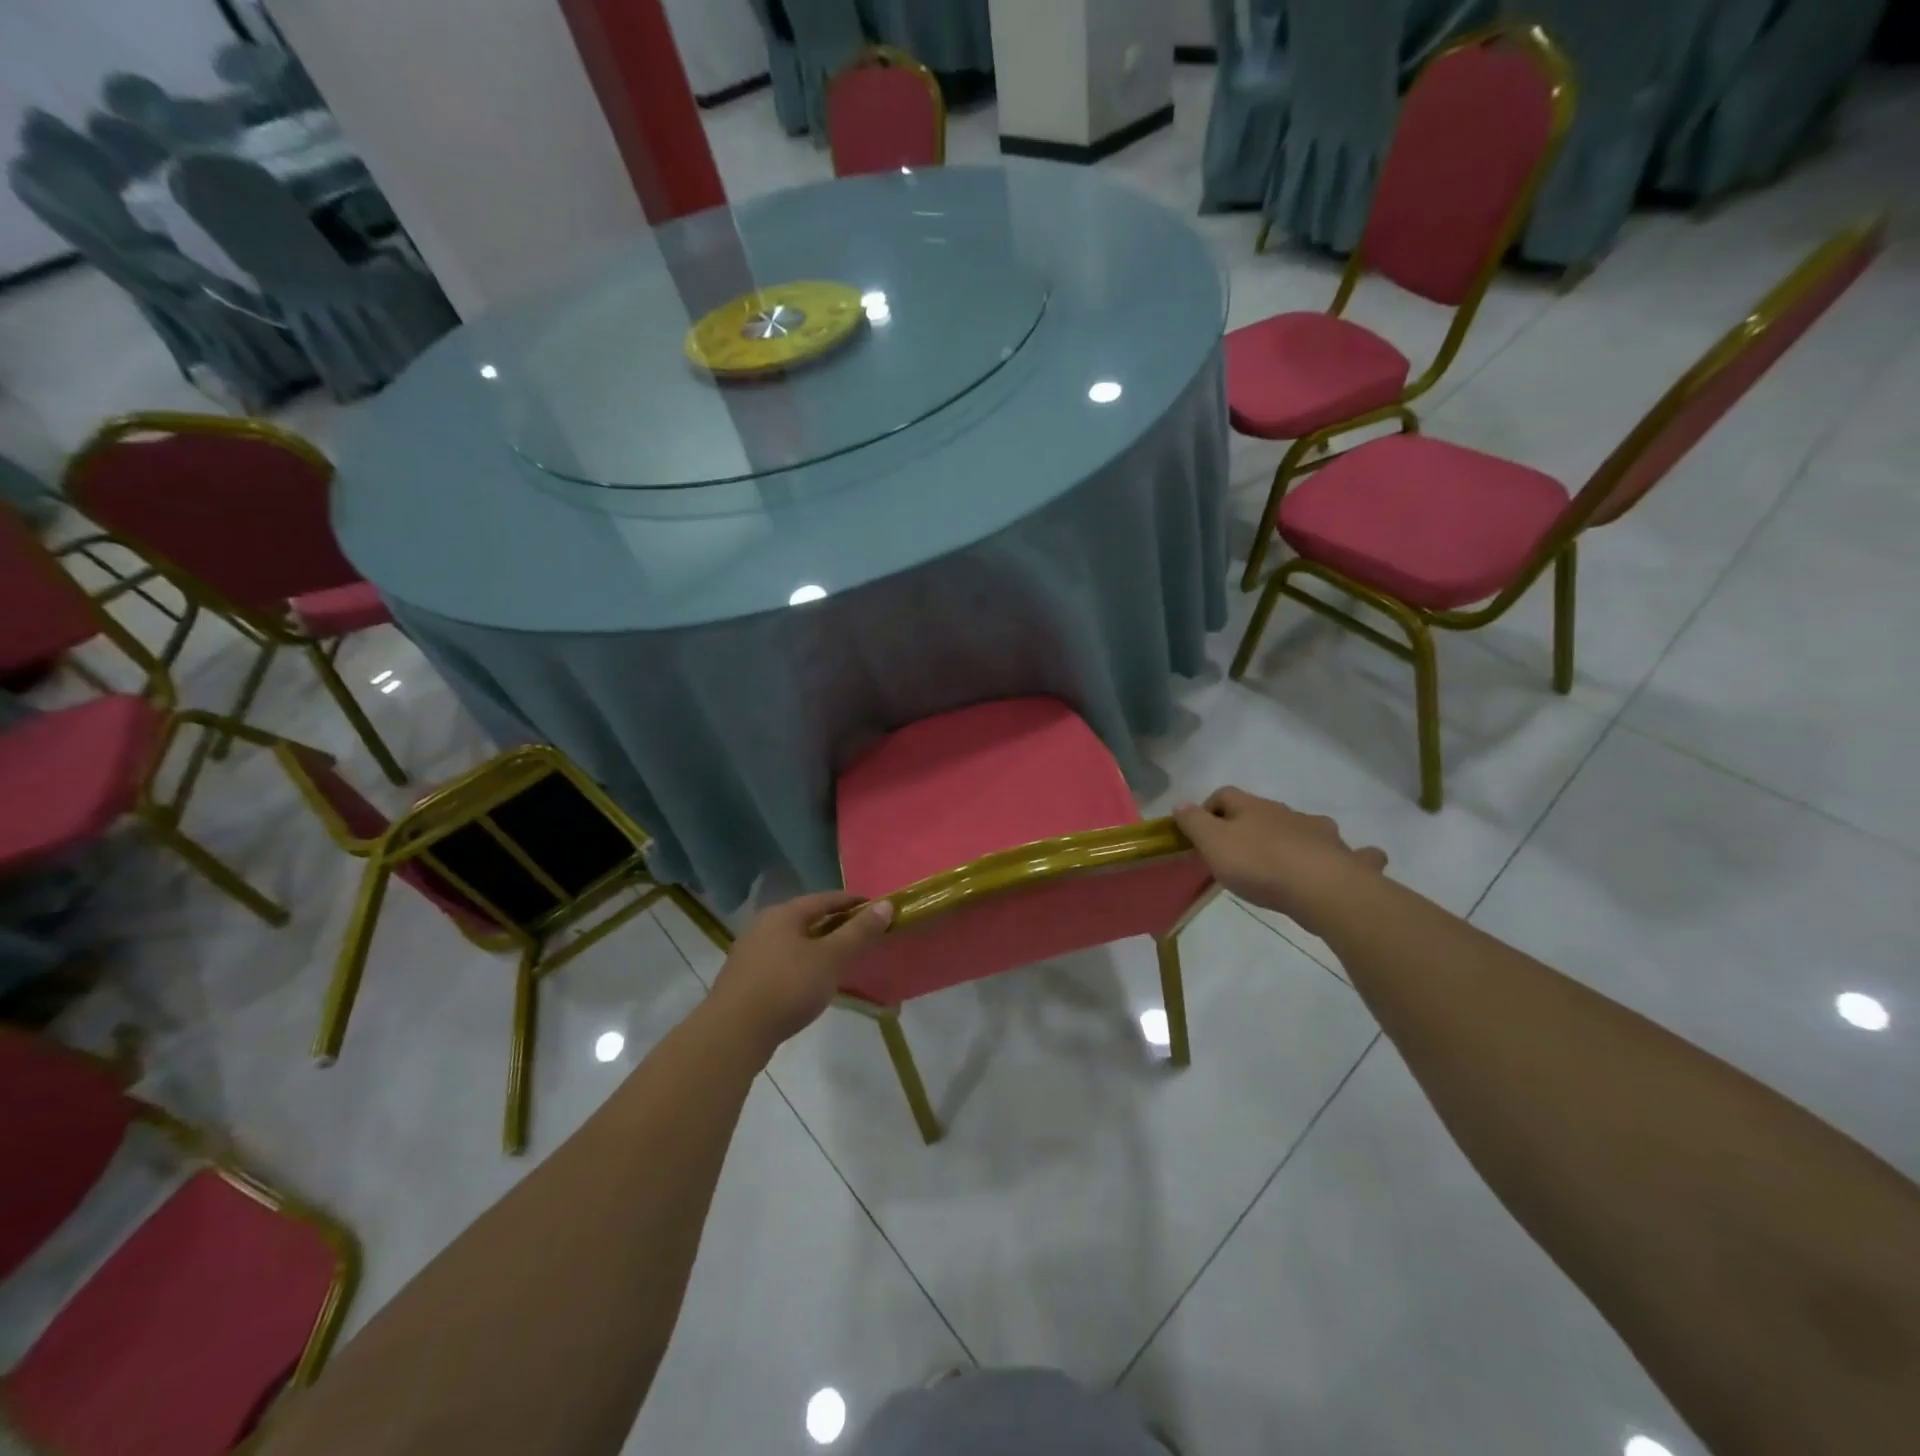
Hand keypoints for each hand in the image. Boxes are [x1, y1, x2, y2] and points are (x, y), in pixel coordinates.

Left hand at [707, 891, 894, 1057]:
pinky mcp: (745, 980)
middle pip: (808, 918)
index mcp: (784, 913)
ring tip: (842, 961)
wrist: (733, 1034)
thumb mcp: (831, 958)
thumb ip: (859, 932)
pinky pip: (782, 962)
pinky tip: (813, 983)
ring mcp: (750, 953)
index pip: (826, 898)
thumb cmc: (787, 987)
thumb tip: (886, 905)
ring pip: (794, 942)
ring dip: (819, 947)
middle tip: (863, 937)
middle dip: (836, 925)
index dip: (853, 902)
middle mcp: (764, 925)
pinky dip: (803, 965)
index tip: (878, 910)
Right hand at [1174, 788, 1386, 939]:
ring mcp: (1322, 834)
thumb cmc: (1259, 864)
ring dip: (1298, 837)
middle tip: (1240, 852)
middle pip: (1265, 811)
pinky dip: (1354, 857)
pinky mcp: (1347, 860)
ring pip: (1308, 828)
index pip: (1225, 795)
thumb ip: (1194, 823)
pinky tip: (1354, 863)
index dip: (1209, 808)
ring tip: (1289, 859)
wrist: (1322, 889)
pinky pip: (1354, 855)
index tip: (1199, 830)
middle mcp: (1289, 814)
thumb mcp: (1213, 844)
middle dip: (1252, 825)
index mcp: (1253, 808)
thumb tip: (1181, 804)